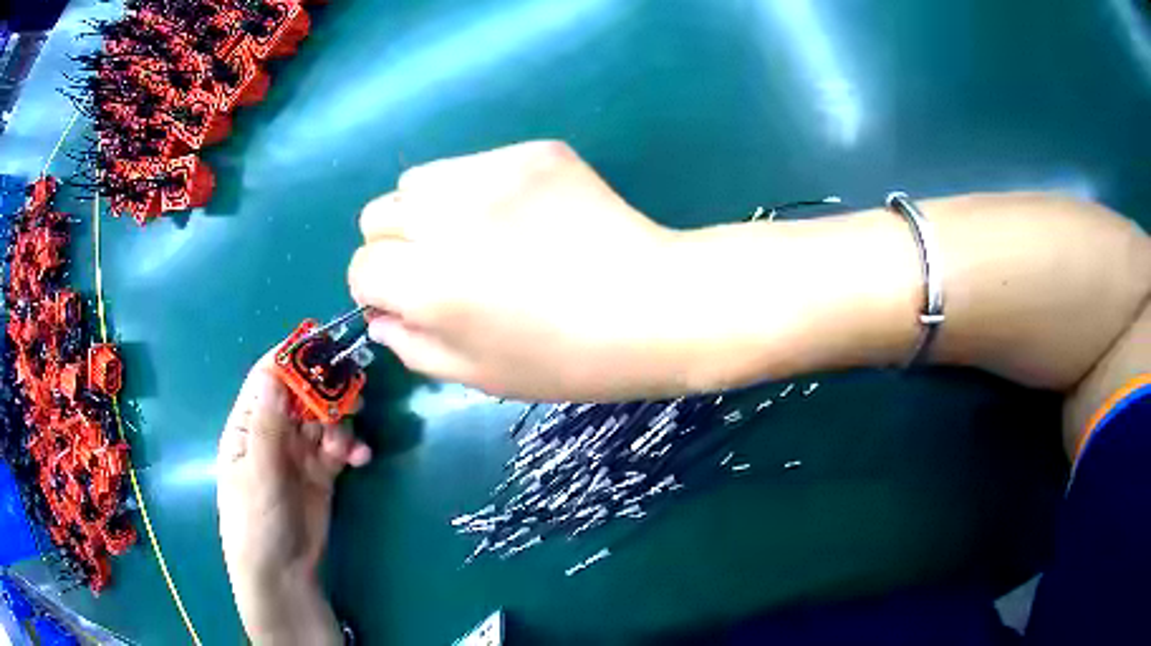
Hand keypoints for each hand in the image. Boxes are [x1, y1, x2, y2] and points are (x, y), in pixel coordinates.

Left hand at [217, 352, 370, 643]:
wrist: (283, 573)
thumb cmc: (256, 522)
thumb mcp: (257, 473)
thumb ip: (267, 426)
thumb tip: (272, 372)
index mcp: (248, 427)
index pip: (267, 380)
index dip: (290, 358)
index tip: (319, 341)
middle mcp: (273, 434)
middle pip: (301, 396)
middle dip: (325, 391)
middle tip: (353, 391)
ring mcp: (299, 454)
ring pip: (323, 420)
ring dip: (340, 424)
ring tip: (348, 444)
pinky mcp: (321, 473)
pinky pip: (338, 448)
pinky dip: (351, 447)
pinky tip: (360, 458)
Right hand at [348, 141, 701, 400]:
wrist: (654, 304)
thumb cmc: (569, 359)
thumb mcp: (480, 374)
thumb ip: (414, 346)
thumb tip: (380, 317)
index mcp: (429, 284)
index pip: (362, 267)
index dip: (378, 288)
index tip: (407, 300)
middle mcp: (447, 218)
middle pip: (377, 214)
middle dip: (394, 245)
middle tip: (439, 268)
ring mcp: (491, 173)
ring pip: (418, 180)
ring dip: (428, 211)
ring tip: (475, 236)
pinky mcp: (530, 151)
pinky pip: (473, 164)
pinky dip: (477, 190)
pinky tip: (520, 215)